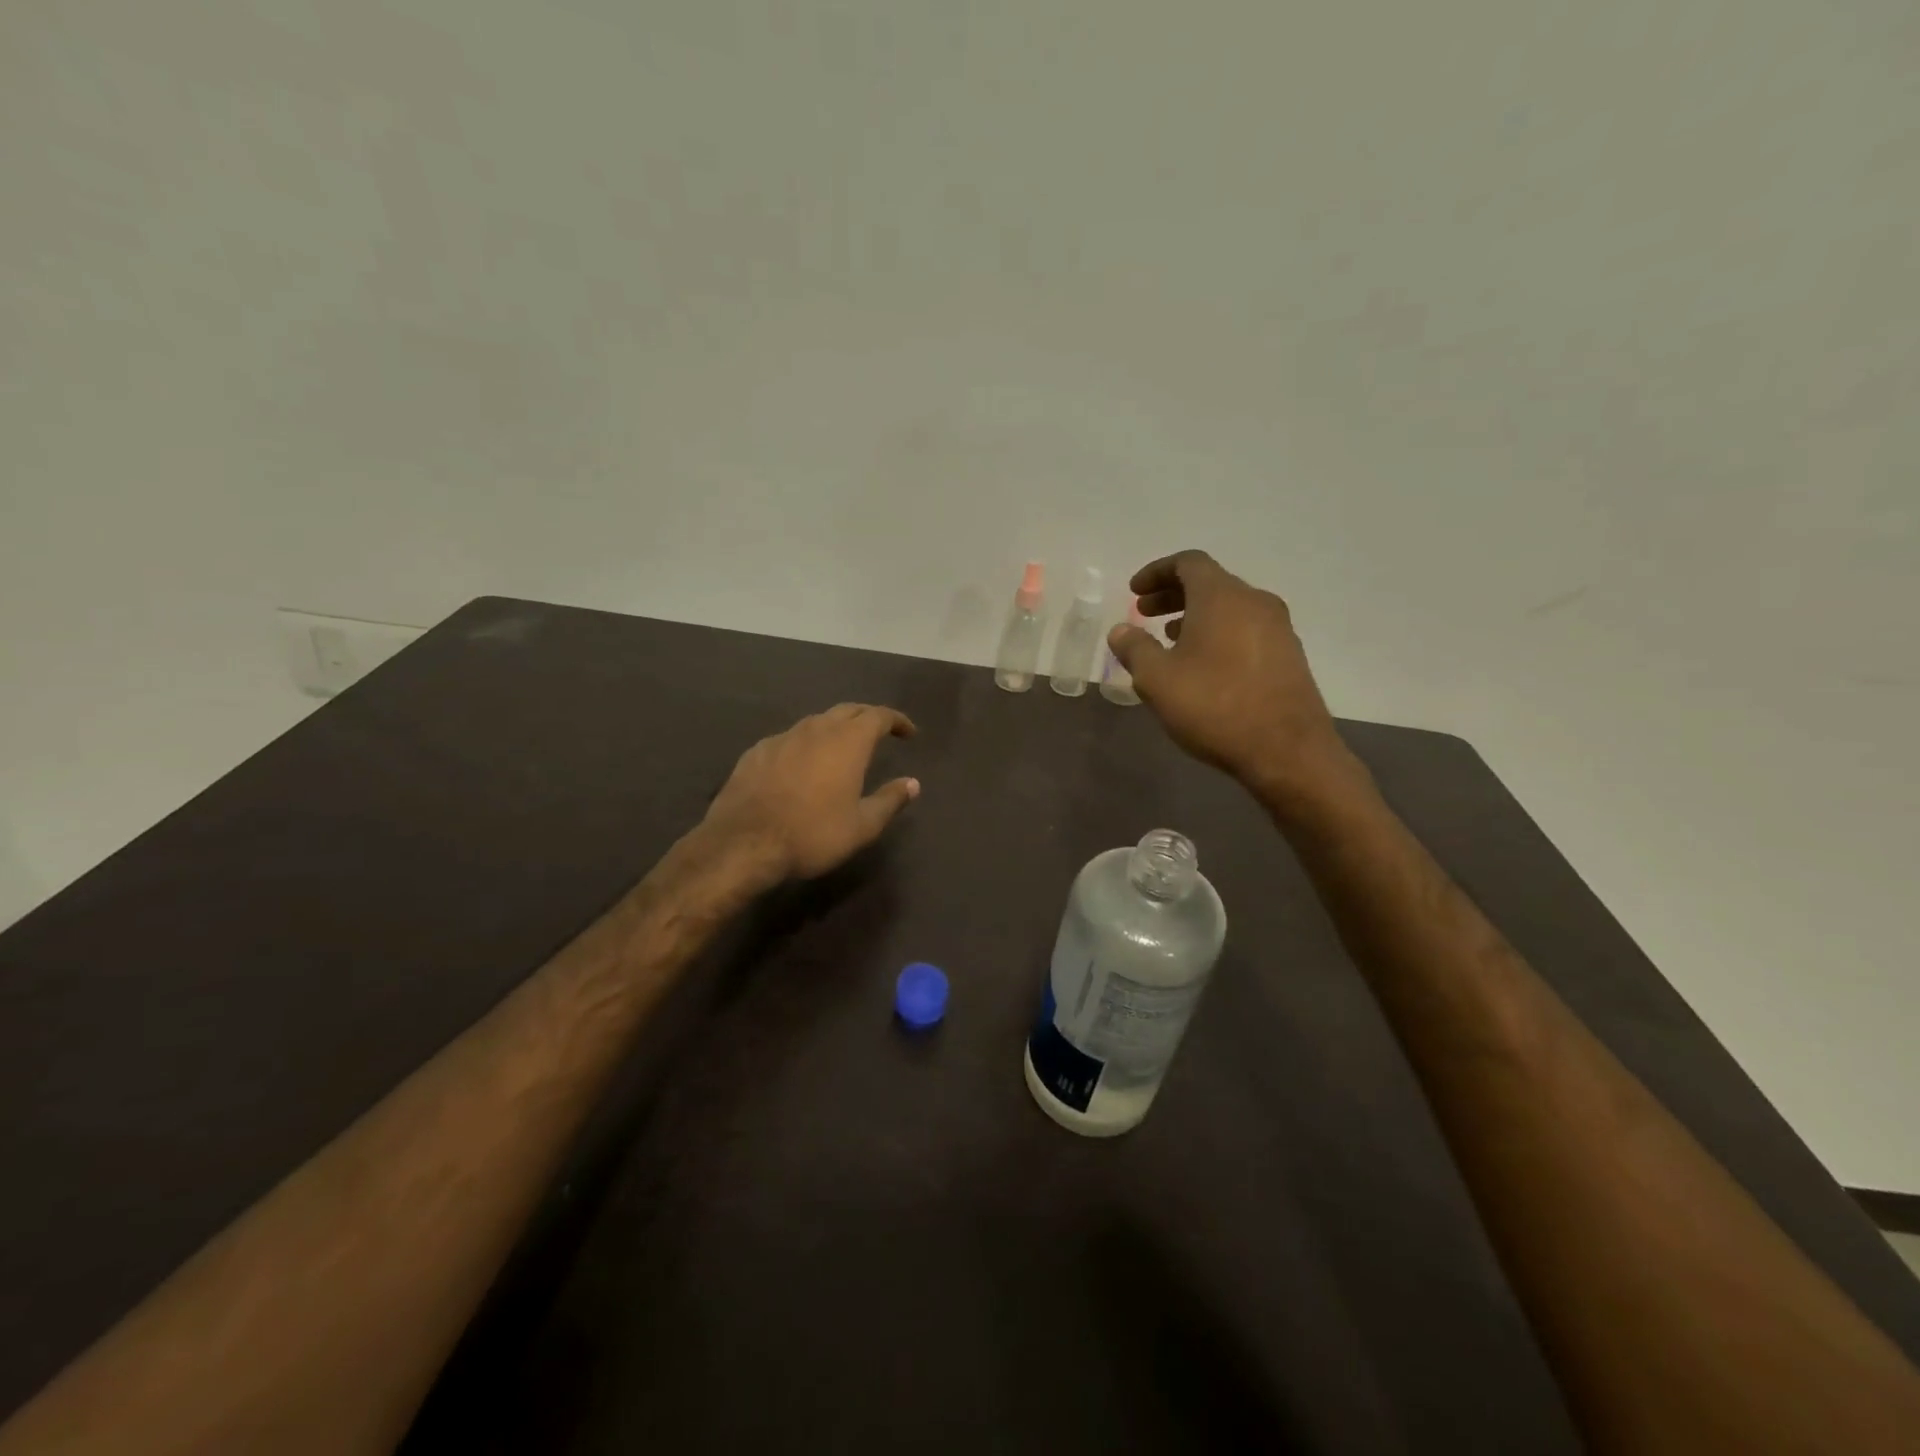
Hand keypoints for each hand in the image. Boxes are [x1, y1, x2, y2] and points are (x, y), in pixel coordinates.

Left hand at [702, 703, 920, 884]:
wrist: (743, 844)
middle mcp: (816, 729)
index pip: (879, 716)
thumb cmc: (813, 834)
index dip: (897, 721)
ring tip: (842, 747)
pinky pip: (789, 739)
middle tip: (880, 733)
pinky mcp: (756, 752)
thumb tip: (913, 783)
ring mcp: (782, 738)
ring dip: (835, 728)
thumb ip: (890, 800)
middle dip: (867, 717)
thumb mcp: (862, 826)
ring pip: (816, 722)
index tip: (909, 733)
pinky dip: (805, 744)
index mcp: (848, 742)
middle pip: (848, 710)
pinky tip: (801, 764)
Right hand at [1107, 550, 1354, 807]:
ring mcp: (1278, 628)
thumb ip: (1134, 648)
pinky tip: (1203, 665)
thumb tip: (1121, 630)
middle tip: (1144, 614)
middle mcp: (1255, 602)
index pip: (1188, 563)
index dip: (1156, 572)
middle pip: (1209, 583)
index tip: (1133, 592)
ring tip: (1169, 641)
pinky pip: (1245, 629)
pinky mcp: (1289, 656)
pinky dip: (1218, 634)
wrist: (1287, 751)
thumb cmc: (1214, 707)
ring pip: (1229, 608)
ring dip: (1195, 616)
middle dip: (1172, 595)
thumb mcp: (1157, 680)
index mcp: (1221, 596)